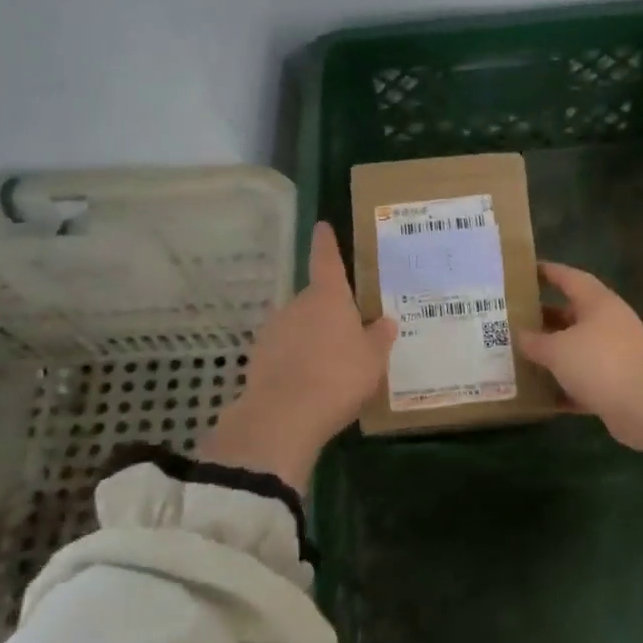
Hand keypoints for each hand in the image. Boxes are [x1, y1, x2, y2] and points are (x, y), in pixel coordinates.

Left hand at [200, 223, 396, 494]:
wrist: (285, 415)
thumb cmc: (339, 376)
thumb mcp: (373, 359)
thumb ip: (379, 337)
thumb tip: (384, 321)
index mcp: (328, 297)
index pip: (327, 260)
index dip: (326, 243)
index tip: (322, 226)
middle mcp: (297, 304)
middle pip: (315, 300)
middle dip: (329, 313)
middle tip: (349, 335)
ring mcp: (273, 330)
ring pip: (298, 326)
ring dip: (311, 338)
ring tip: (330, 367)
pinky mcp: (258, 357)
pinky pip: (284, 351)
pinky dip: (295, 360)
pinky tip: (308, 383)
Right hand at [515, 262, 642, 453]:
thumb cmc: (600, 361)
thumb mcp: (558, 349)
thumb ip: (535, 342)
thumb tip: (520, 336)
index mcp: (597, 303)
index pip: (569, 278)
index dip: (548, 272)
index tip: (525, 270)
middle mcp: (608, 324)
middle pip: (571, 315)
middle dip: (544, 318)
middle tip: (513, 320)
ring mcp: (615, 356)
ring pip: (576, 350)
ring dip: (552, 355)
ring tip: (519, 356)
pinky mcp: (616, 386)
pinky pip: (583, 382)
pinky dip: (564, 387)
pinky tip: (540, 395)